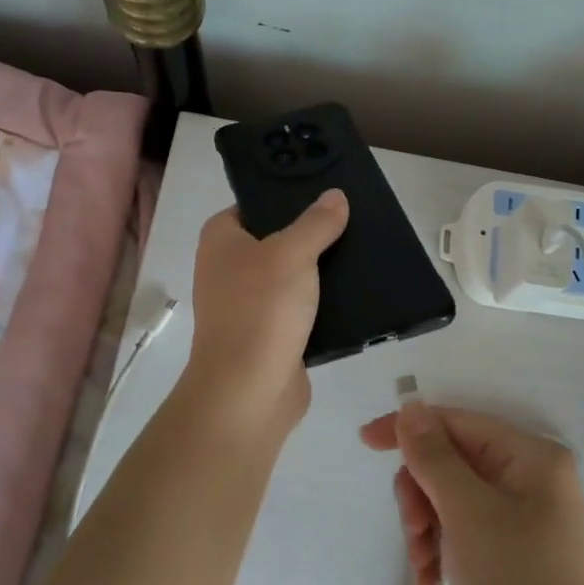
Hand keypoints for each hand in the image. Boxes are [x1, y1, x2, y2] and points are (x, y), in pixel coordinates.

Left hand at [183, 192, 348, 432]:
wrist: (249, 391)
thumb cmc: (261, 309)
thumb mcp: (292, 253)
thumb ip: (316, 223)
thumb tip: (335, 196)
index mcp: (221, 240)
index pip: (254, 205)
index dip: (287, 198)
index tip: (326, 193)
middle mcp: (229, 269)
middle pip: (277, 240)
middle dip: (312, 235)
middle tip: (353, 221)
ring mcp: (248, 304)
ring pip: (292, 276)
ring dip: (321, 272)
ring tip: (362, 254)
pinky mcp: (270, 334)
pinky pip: (301, 309)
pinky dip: (323, 304)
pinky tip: (357, 294)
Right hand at [360, 404, 583, 584]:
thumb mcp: (467, 513)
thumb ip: (434, 456)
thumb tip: (411, 407)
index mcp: (533, 457)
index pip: (457, 423)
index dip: (409, 429)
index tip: (364, 443)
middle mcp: (533, 481)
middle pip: (453, 463)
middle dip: (422, 495)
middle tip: (414, 533)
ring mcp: (527, 521)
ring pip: (453, 501)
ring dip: (427, 529)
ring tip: (423, 569)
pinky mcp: (517, 558)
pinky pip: (466, 535)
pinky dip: (443, 553)